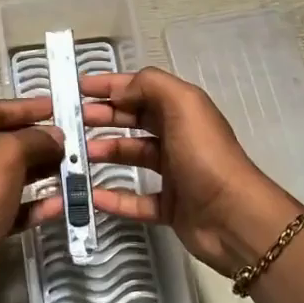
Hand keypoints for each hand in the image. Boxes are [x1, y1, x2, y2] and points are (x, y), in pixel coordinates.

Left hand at [0, 96, 89, 290]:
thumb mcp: (8, 153)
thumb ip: (34, 139)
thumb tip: (55, 136)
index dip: (25, 106)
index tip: (57, 107)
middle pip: (4, 143)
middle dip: (38, 141)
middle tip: (70, 140)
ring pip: (12, 176)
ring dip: (42, 171)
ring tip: (72, 168)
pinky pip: (15, 207)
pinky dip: (37, 204)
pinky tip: (62, 203)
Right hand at [80, 68, 303, 276]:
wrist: (233, 216)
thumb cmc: (205, 155)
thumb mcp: (182, 105)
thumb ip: (150, 86)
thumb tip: (120, 89)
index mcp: (183, 111)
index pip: (142, 90)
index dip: (111, 86)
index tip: (77, 88)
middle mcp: (179, 138)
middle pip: (134, 121)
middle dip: (103, 116)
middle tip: (70, 122)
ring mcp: (174, 174)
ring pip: (132, 157)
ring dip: (104, 153)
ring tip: (75, 155)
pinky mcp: (170, 207)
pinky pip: (135, 200)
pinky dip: (113, 197)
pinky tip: (90, 194)